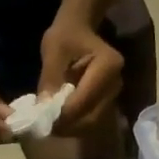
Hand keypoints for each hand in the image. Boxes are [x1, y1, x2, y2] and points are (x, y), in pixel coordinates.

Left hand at [39, 16, 122, 135]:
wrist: (80, 30)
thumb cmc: (66, 36)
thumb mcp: (53, 51)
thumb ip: (50, 79)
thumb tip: (43, 108)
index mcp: (107, 66)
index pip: (85, 99)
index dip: (65, 113)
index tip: (43, 119)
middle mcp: (116, 84)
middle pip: (92, 117)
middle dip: (68, 125)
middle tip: (45, 126)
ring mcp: (113, 95)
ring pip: (92, 123)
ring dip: (71, 128)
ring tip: (50, 124)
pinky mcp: (107, 102)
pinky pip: (91, 121)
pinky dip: (75, 125)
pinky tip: (59, 121)